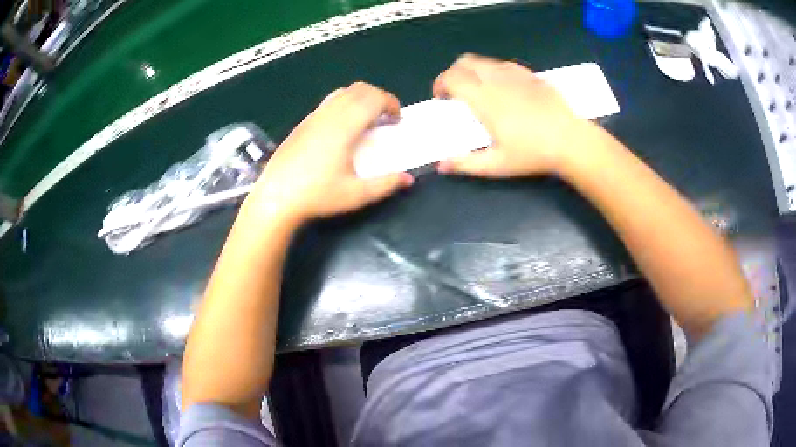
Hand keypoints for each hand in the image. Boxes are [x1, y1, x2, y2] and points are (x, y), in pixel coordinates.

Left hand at [247, 82, 413, 223]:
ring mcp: (313, 117)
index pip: (373, 99)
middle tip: (387, 118)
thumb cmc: (316, 196)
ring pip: (343, 92)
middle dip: (379, 97)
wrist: (276, 198)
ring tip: (367, 120)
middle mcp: (329, 115)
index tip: (398, 120)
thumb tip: (408, 178)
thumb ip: (385, 184)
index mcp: (344, 127)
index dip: (391, 103)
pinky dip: (345, 104)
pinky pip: (329, 102)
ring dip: (361, 99)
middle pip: (359, 89)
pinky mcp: (303, 123)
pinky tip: (343, 128)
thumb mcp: (356, 195)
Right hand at [434, 54, 594, 177]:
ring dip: (473, 71)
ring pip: (485, 61)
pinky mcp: (531, 75)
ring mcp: (515, 74)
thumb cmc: (532, 154)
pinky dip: (494, 71)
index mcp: (484, 98)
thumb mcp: (497, 165)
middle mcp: (496, 79)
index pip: (451, 77)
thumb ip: (465, 164)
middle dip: (454, 73)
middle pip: (465, 62)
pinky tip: (504, 89)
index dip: (440, 84)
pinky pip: (504, 65)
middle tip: (457, 93)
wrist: (571, 142)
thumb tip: (440, 165)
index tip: (442, 98)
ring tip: (480, 91)